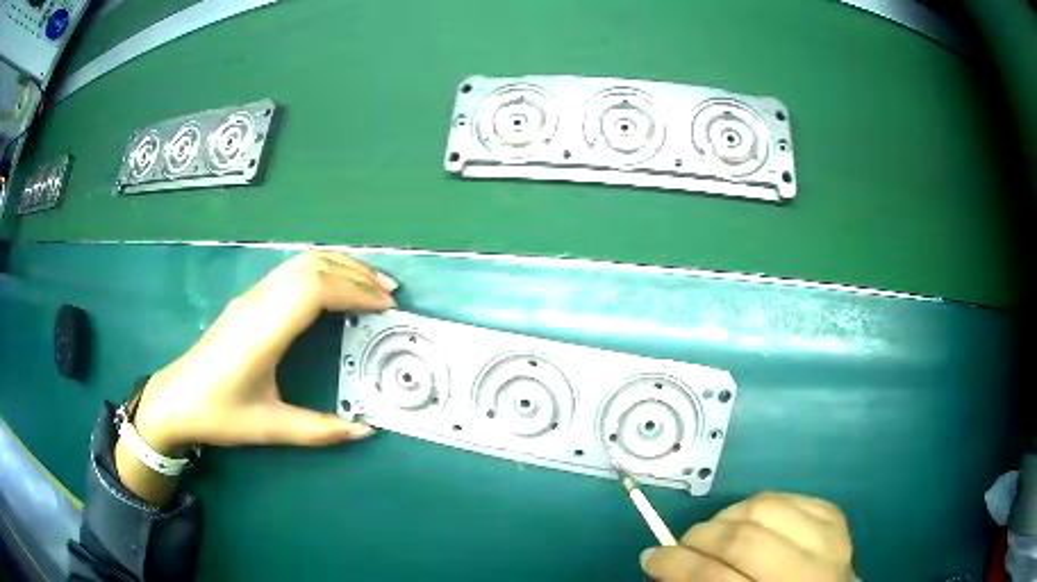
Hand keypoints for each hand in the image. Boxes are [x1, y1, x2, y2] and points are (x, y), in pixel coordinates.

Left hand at [130, 251, 396, 454]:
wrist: (175, 399)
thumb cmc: (219, 414)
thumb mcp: (270, 428)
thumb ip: (320, 431)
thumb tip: (365, 431)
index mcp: (263, 330)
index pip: (314, 289)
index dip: (355, 290)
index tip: (386, 307)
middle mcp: (258, 302)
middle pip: (313, 265)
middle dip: (356, 272)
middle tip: (390, 292)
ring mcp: (251, 296)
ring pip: (301, 261)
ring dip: (340, 265)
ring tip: (371, 283)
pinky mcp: (249, 299)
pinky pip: (291, 269)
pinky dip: (322, 269)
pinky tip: (335, 287)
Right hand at [641, 492, 853, 581]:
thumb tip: (662, 563)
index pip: (716, 578)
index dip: (676, 565)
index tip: (651, 558)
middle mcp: (809, 572)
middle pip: (743, 539)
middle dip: (700, 537)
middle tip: (683, 544)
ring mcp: (829, 539)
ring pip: (766, 507)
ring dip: (728, 516)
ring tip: (717, 532)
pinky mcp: (835, 517)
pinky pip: (789, 497)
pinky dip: (759, 506)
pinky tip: (750, 522)